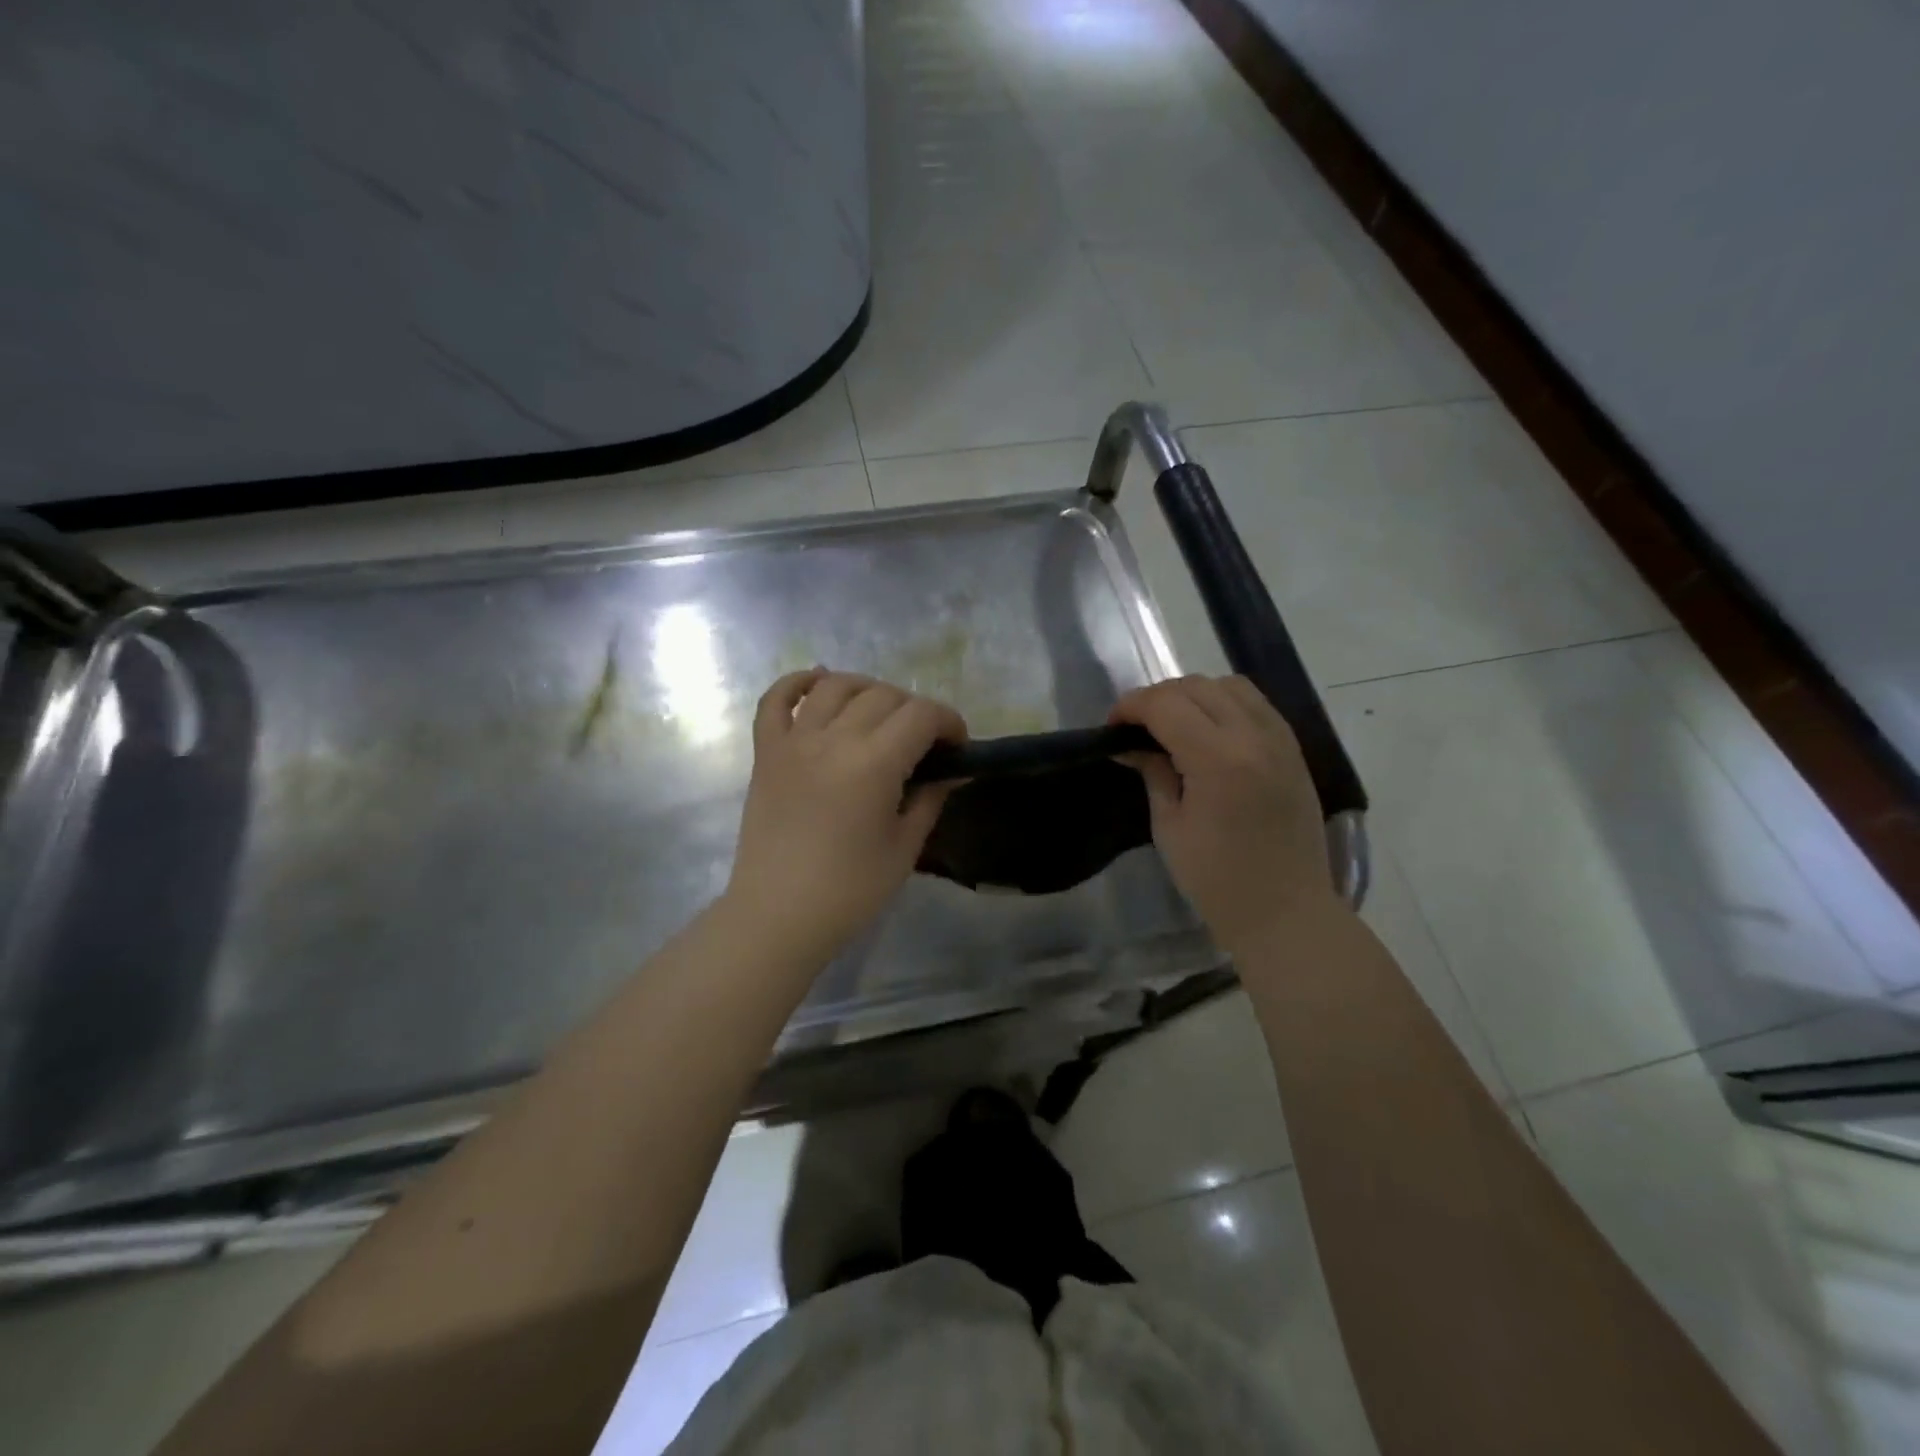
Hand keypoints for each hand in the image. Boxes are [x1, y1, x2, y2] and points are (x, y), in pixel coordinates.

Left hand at [723, 670, 965, 959]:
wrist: (777, 916)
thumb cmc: (849, 891)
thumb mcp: (904, 847)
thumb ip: (930, 798)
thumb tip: (953, 771)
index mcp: (873, 763)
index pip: (921, 715)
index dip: (949, 722)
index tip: (958, 745)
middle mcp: (833, 739)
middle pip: (883, 695)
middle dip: (914, 710)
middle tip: (923, 742)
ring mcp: (794, 741)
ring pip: (836, 686)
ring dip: (867, 689)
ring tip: (880, 713)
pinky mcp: (766, 752)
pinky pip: (776, 700)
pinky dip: (798, 682)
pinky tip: (819, 682)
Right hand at [1110, 675, 1335, 950]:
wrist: (1286, 911)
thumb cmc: (1217, 879)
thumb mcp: (1170, 827)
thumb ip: (1153, 773)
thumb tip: (1130, 745)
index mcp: (1218, 759)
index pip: (1166, 704)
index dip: (1131, 706)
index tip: (1112, 727)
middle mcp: (1254, 736)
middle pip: (1196, 686)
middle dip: (1158, 698)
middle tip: (1137, 728)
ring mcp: (1280, 739)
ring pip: (1230, 684)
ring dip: (1194, 694)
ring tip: (1174, 724)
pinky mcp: (1293, 749)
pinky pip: (1255, 703)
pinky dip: (1225, 703)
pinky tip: (1209, 731)